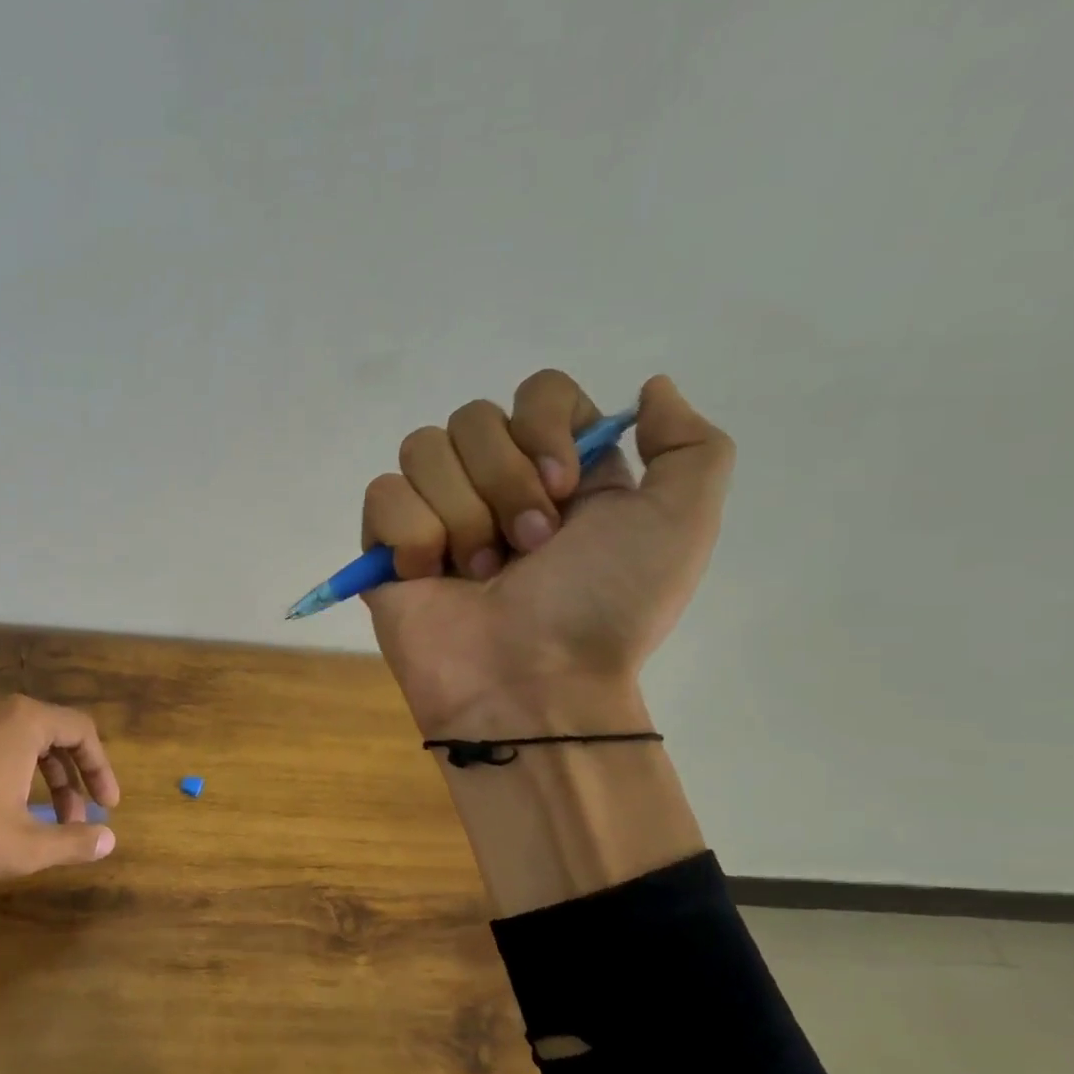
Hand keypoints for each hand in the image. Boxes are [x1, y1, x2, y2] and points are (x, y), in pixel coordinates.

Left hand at [0, 696, 119, 985]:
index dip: (102, 770)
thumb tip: (109, 840)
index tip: (108, 806)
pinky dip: (13, 774)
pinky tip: (4, 812)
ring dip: (43, 780)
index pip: (82, 732)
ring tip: (44, 822)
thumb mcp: (25, 846)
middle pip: (54, 735)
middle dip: (72, 780)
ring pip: (22, 743)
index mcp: (24, 721)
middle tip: (78, 820)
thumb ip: (74, 841)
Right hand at [362, 372, 733, 733]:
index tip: (563, 486)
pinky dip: (412, 534)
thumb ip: (689, 444)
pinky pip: (383, 494)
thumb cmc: (604, 608)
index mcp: (558, 471)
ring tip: (480, 574)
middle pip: (473, 417)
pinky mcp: (386, 548)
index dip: (545, 425)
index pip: (537, 392)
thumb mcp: (681, 522)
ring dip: (462, 514)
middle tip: (527, 549)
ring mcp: (435, 515)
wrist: (532, 685)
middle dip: (503, 483)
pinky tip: (430, 576)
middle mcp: (493, 484)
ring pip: (422, 449)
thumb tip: (650, 388)